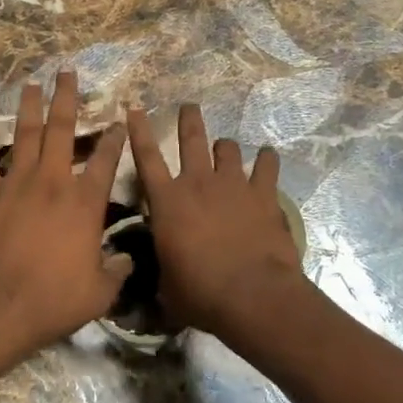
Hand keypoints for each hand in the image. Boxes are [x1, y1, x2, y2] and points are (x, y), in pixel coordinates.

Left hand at [0, 71, 125, 361]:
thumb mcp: (99, 294)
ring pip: (24, 135)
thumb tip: (129, 260)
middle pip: (61, 131)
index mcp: (84, 203)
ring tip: (31, 84)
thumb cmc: (52, 301)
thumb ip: (116, 272)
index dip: (113, 139)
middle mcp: (52, 182)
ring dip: (28, 107)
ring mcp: (15, 184)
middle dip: (66, 99)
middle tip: (67, 73)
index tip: (118, 120)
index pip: (105, 162)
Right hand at [128, 104, 306, 339]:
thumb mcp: (167, 286)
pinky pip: (266, 166)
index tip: (135, 109)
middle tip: (189, 107)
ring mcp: (233, 184)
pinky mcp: (264, 194)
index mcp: (167, 202)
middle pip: (191, 139)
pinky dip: (266, 160)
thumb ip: (161, 271)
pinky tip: (267, 158)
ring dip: (225, 146)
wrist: (252, 295)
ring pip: (228, 148)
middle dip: (189, 119)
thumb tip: (157, 278)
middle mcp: (198, 183)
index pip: (146, 157)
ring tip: (226, 148)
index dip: (138, 131)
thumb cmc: (200, 293)